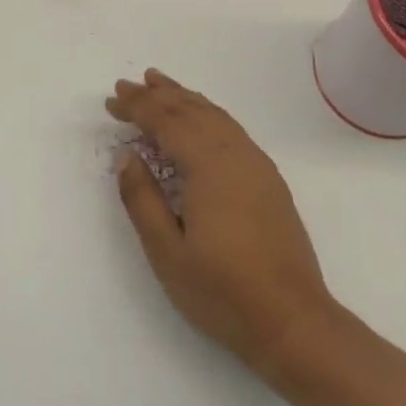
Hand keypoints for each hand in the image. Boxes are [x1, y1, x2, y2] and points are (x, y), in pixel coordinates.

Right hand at [108, 69, 338, 380]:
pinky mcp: (269, 181)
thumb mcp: (166, 252)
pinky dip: (209, 114)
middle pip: (192, 111)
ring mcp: (257, 166)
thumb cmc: (222, 291)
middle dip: (158, 95)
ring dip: (185, 98)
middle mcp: (236, 155)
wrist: (293, 321)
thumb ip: (142, 198)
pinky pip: (232, 129)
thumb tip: (127, 155)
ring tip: (161, 84)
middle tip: (129, 83)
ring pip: (216, 116)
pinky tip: (201, 118)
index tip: (112, 99)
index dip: (138, 107)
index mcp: (208, 167)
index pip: (166, 122)